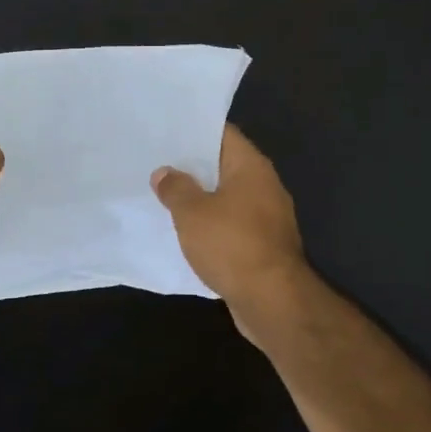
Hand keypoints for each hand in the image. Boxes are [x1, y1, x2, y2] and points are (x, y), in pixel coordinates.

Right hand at [153, 124, 310, 317]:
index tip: (167, 131)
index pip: (223, 134)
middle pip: (224, 165)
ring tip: (166, 196)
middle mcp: (264, 186)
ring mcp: (268, 217)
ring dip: (202, 198)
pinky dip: (212, 224)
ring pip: (227, 197)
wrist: (272, 300)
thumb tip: (165, 172)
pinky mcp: (264, 245)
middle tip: (158, 163)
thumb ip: (175, 188)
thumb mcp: (192, 213)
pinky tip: (188, 231)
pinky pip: (232, 224)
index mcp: (251, 167)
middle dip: (193, 166)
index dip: (195, 131)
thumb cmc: (231, 245)